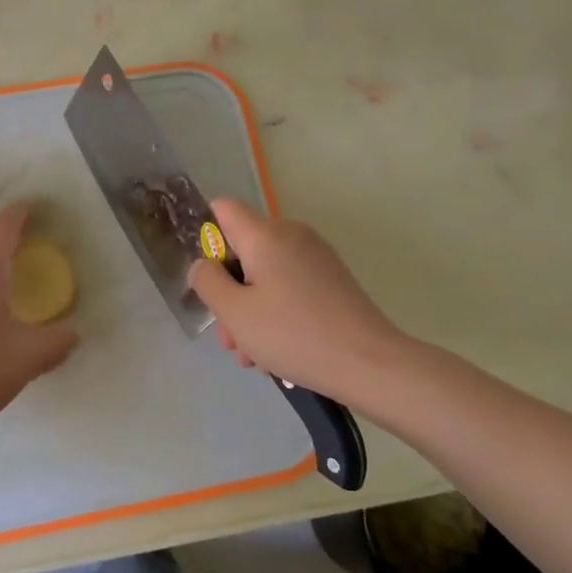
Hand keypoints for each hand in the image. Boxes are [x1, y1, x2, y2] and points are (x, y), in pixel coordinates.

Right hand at [188, 197, 405, 395]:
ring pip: (265, 275)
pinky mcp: (332, 280)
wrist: (369, 363)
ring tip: (253, 357)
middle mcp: (292, 235)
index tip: (209, 278)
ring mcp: (316, 257)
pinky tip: (278, 351)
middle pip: (244, 251)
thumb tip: (202, 265)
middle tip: (230, 338)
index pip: (223, 209)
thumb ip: (208, 282)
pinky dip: (276, 311)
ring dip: (251, 310)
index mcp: (266, 235)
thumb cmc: (293, 334)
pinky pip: (290, 286)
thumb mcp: (235, 312)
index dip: (206, 236)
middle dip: (229, 292)